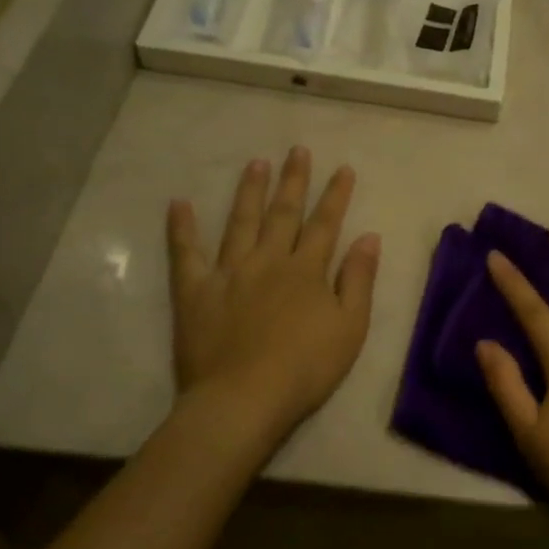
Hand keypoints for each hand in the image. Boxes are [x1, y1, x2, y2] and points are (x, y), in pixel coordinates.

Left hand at [166, 147, 379, 444]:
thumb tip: (368, 237)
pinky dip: (182, 228)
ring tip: (256, 164)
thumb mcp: (350, 327)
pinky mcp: (195, 291)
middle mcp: (268, 260)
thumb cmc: (306, 368)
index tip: (343, 168)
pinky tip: (179, 204)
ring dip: (250, 191)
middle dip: (294, 180)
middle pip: (283, 213)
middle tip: (297, 150)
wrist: (244, 398)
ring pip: (240, 222)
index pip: (325, 224)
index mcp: (306, 270)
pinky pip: (186, 253)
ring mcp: (229, 272)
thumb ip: (358, 280)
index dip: (335, 195)